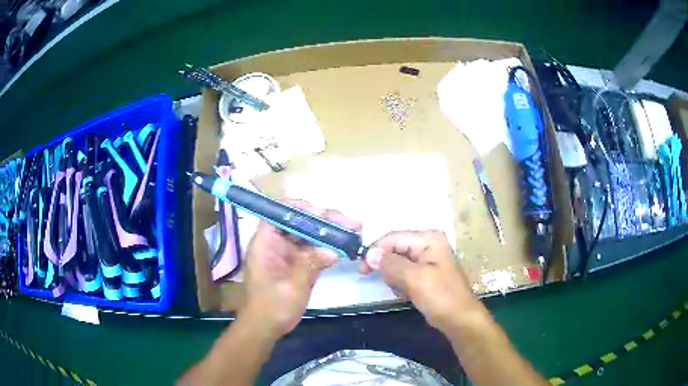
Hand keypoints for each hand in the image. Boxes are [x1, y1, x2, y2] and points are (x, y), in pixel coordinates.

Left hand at [242, 200, 361, 337]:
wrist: (266, 327)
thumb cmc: (271, 307)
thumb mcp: (291, 287)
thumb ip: (310, 266)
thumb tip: (333, 250)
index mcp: (265, 243)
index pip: (278, 214)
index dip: (298, 208)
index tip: (321, 211)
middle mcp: (276, 244)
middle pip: (299, 223)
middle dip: (324, 220)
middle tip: (350, 221)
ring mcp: (288, 254)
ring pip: (309, 235)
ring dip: (330, 232)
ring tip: (354, 229)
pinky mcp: (298, 265)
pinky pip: (314, 250)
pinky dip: (329, 248)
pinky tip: (346, 246)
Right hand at [361, 230, 484, 331]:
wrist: (459, 319)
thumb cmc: (441, 297)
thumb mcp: (415, 279)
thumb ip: (392, 264)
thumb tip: (369, 254)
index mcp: (429, 239)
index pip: (394, 237)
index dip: (376, 251)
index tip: (362, 270)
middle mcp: (428, 243)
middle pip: (395, 248)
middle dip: (387, 267)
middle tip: (387, 284)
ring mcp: (428, 258)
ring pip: (398, 262)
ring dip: (394, 277)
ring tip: (401, 291)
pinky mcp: (426, 272)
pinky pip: (404, 272)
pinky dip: (400, 283)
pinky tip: (406, 294)